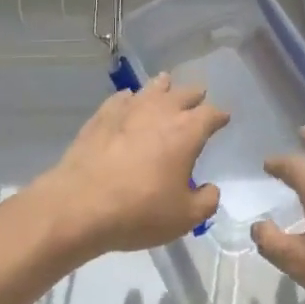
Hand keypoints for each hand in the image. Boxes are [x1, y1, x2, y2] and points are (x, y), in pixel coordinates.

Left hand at [33, 76, 226, 255]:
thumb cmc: (140, 210)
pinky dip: (131, 98)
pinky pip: (122, 98)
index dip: (219, 116)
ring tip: (167, 86)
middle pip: (184, 93)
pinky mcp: (102, 115)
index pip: (211, 114)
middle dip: (194, 96)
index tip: (223, 118)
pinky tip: (129, 102)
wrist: (80, 204)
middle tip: (198, 98)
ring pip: (153, 87)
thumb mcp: (184, 218)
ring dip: (164, 87)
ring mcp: (129, 109)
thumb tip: (210, 189)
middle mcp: (161, 111)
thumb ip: (205, 201)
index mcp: (187, 131)